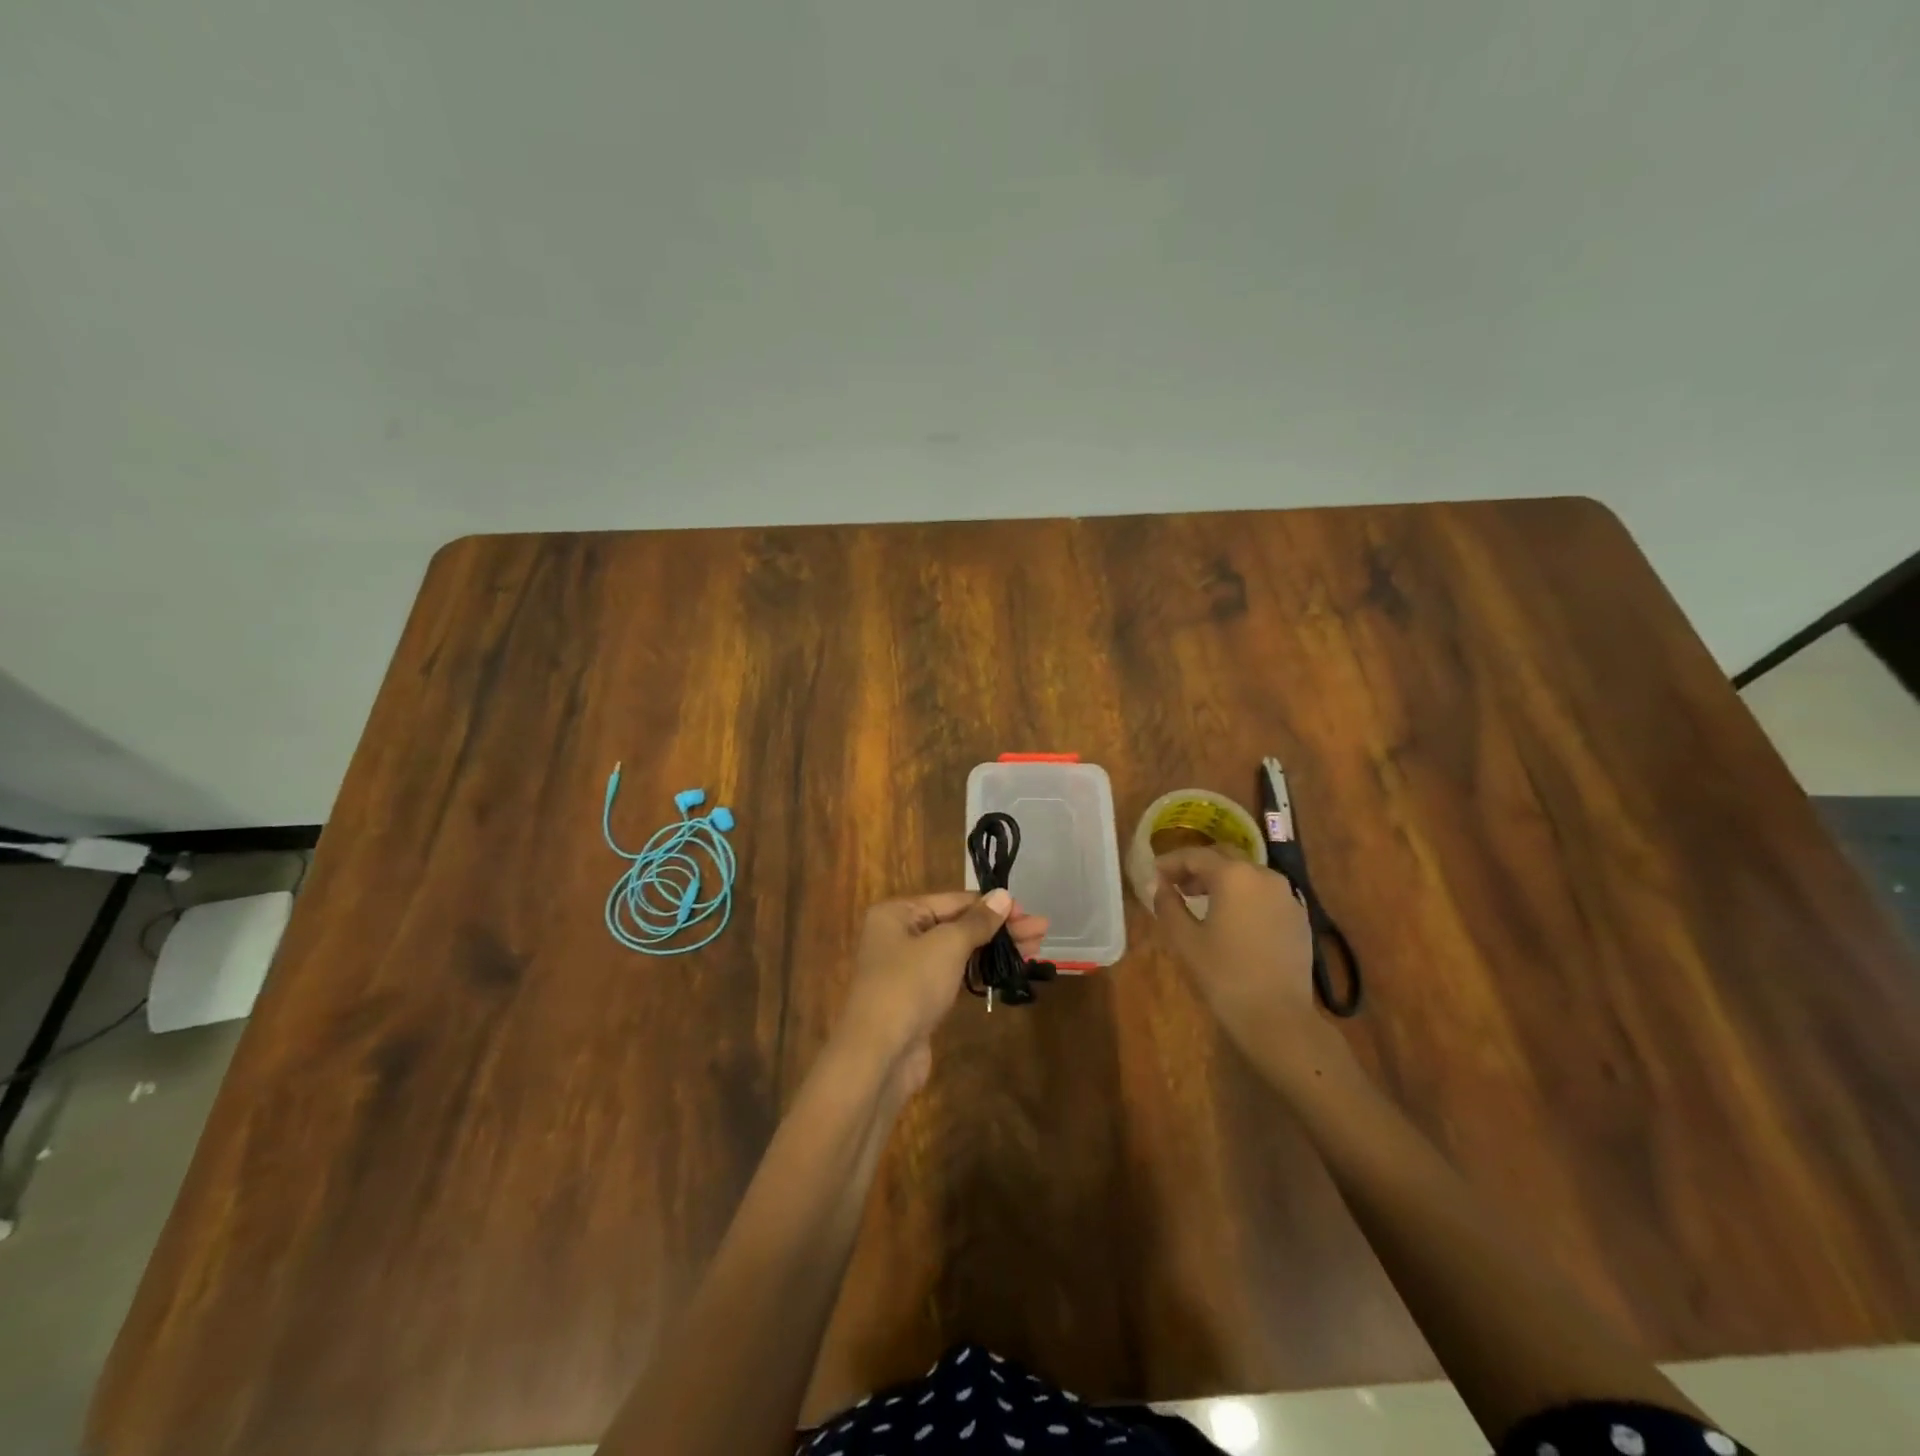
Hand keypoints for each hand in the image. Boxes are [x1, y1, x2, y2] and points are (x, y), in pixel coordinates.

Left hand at [836, 890, 1049, 1094]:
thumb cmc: (909, 986)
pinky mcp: (918, 999)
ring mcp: (908, 969)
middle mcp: (899, 935)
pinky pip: (954, 976)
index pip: (953, 900)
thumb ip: (977, 921)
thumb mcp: (947, 945)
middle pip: (957, 924)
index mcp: (897, 913)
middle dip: (999, 928)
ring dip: (994, 949)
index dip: (991, 905)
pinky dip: (980, 971)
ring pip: (958, 951)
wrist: (878, 1056)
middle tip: (1041, 931)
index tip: (1027, 911)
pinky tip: (1007, 970)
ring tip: (1035, 948)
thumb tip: (1003, 895)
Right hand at [1153, 846, 1335, 1075]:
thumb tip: (1159, 885)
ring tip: (1200, 901)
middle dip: (1197, 867)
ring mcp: (1287, 895)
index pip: (1195, 855)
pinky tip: (1232, 919)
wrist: (1279, 1018)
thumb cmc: (1224, 975)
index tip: (1154, 875)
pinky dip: (1244, 895)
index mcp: (1234, 875)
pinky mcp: (1299, 916)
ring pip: (1247, 874)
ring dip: (1222, 880)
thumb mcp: (1185, 939)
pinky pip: (1265, 893)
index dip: (1171, 862)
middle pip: (1224, 857)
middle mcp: (1264, 875)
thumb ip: (1167, 905)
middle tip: (1175, 884)